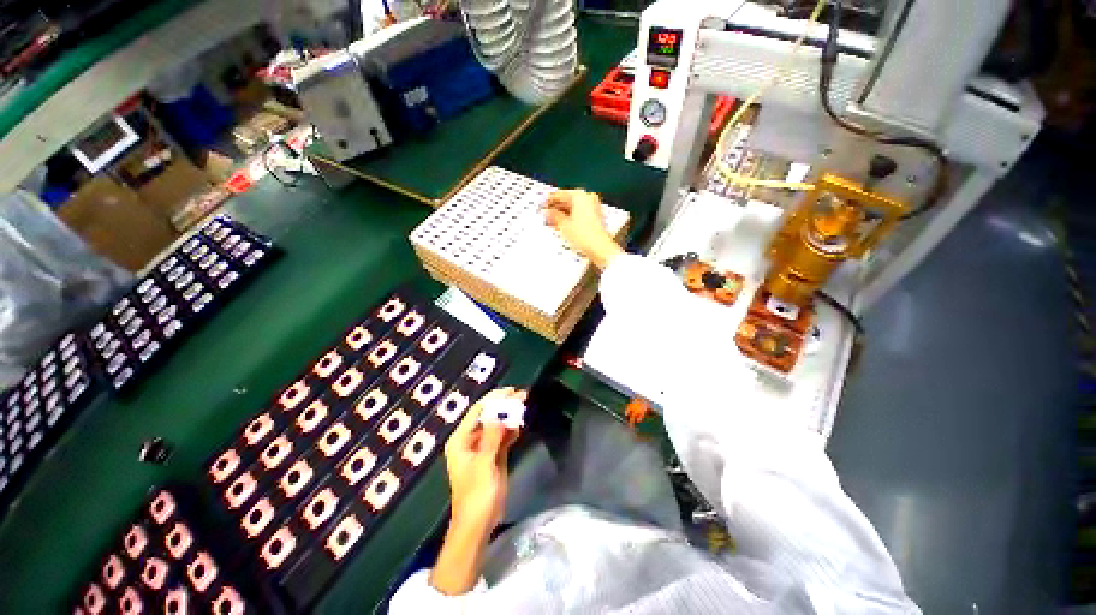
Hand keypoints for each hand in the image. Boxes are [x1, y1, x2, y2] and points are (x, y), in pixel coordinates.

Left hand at [430, 388, 523, 595]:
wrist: (478, 524)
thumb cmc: (476, 495)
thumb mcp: (484, 464)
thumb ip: (491, 438)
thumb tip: (499, 415)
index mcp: (461, 440)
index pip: (477, 411)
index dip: (493, 399)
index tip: (510, 390)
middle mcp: (469, 440)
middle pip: (488, 416)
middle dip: (503, 405)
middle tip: (521, 395)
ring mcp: (481, 448)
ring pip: (496, 426)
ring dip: (509, 416)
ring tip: (524, 405)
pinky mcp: (492, 456)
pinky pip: (501, 437)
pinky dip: (510, 431)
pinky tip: (519, 425)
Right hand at [544, 189, 623, 268]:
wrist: (599, 248)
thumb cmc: (585, 235)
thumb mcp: (563, 225)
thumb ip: (553, 216)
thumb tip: (548, 212)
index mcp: (580, 195)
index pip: (559, 195)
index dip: (548, 201)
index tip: (541, 206)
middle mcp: (588, 198)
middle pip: (567, 201)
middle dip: (556, 209)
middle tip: (546, 215)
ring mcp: (594, 207)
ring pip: (573, 208)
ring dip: (563, 215)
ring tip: (553, 223)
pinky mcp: (596, 218)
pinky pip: (580, 215)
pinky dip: (571, 219)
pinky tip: (564, 226)